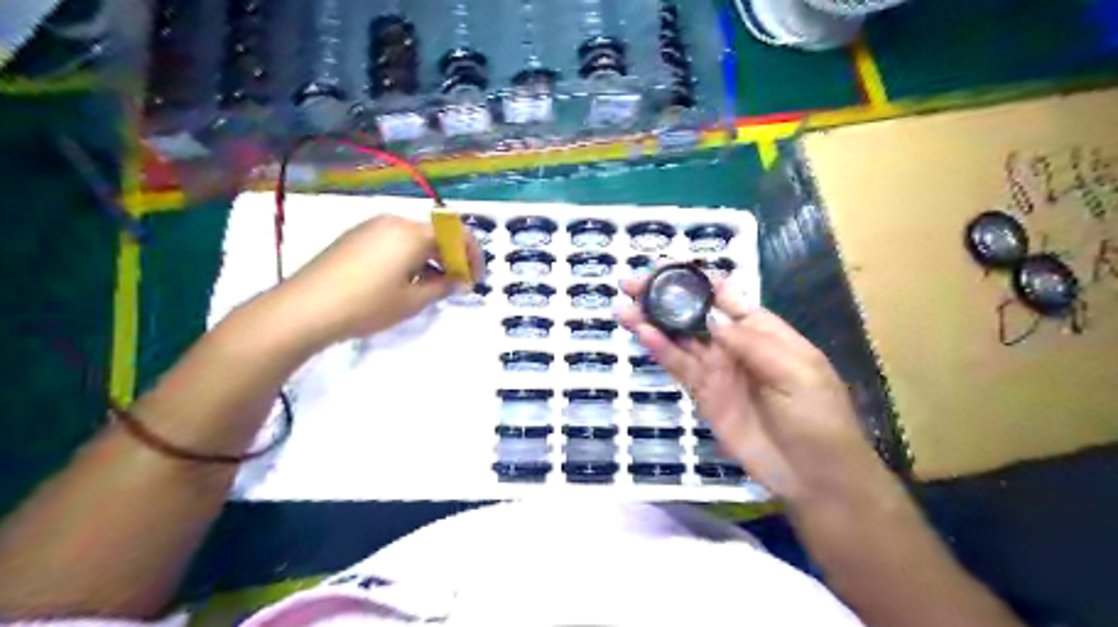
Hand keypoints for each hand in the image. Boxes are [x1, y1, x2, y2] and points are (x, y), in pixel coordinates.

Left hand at [277, 214, 479, 341]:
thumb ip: (443, 286)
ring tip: (430, 285)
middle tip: (455, 284)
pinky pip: (393, 240)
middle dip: (451, 256)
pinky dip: (408, 256)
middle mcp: (394, 221)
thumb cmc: (367, 304)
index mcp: (413, 233)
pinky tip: (402, 280)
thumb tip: (459, 280)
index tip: (475, 279)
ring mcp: (371, 227)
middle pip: (435, 233)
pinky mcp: (355, 237)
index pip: (457, 233)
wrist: (305, 308)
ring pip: (413, 237)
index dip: (472, 255)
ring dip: (430, 257)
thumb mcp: (413, 300)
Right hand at [616, 278, 887, 505]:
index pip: (725, 296)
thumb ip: (751, 343)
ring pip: (680, 338)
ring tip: (624, 306)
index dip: (697, 280)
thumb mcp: (796, 372)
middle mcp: (735, 345)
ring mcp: (717, 370)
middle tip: (632, 283)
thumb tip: (709, 315)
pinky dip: (659, 350)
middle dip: (665, 296)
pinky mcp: (703, 395)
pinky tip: (641, 334)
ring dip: (653, 321)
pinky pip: (678, 367)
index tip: (667, 266)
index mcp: (763, 330)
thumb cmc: (818, 417)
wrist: (814, 476)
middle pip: (694, 313)